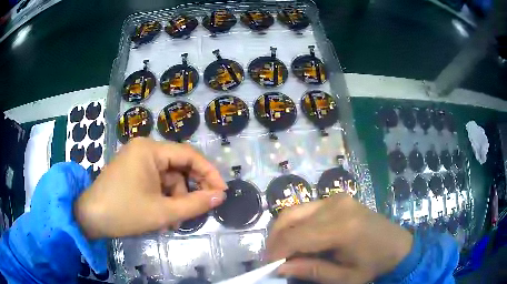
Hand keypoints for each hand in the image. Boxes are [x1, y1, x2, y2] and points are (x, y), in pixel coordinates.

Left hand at [74, 138, 226, 238]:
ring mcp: (136, 160)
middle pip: (178, 167)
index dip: (209, 173)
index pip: (189, 155)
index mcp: (150, 150)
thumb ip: (195, 204)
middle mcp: (144, 149)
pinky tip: (160, 217)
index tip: (221, 192)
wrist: (90, 218)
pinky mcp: (132, 172)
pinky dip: (162, 199)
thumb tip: (220, 196)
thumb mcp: (163, 212)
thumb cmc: (124, 212)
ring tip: (171, 222)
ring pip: (167, 179)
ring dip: (173, 200)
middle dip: (188, 191)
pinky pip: (155, 183)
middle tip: (196, 212)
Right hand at [266, 194, 412, 283]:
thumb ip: (312, 271)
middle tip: (273, 259)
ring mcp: (337, 198)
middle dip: (274, 241)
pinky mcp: (337, 197)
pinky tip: (299, 239)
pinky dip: (295, 225)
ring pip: (294, 211)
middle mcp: (336, 206)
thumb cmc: (373, 265)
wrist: (397, 245)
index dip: (276, 252)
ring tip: (283, 251)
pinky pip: (305, 210)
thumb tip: (281, 267)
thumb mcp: (345, 278)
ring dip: (282, 232)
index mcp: (343, 228)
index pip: (296, 237)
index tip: (268, 267)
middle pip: (289, 219)